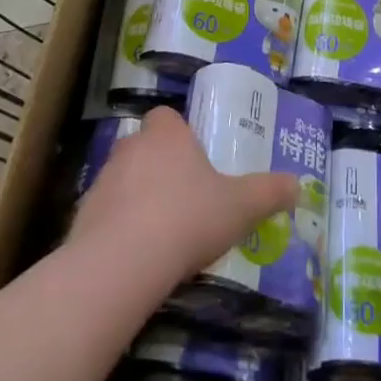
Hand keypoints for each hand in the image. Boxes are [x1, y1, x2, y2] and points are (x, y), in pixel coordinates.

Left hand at [71, 107, 298, 284]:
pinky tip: (138, 257)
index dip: (179, 134)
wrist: (121, 263)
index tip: (195, 159)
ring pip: (123, 181)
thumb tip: (298, 185)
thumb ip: (269, 193)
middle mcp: (131, 148)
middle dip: (160, 167)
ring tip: (163, 233)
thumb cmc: (187, 218)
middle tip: (185, 198)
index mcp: (167, 135)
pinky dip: (119, 230)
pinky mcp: (81, 218)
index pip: (167, 117)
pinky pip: (105, 216)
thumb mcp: (241, 207)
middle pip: (144, 147)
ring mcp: (102, 181)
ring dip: (138, 199)